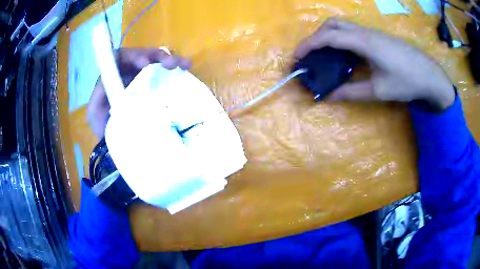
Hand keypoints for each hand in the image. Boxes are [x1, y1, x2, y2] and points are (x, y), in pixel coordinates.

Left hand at [87, 48, 190, 137]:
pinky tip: (186, 71)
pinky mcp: (155, 90)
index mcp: (115, 75)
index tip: (145, 64)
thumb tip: (112, 77)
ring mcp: (143, 81)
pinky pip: (165, 76)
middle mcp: (129, 74)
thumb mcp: (95, 112)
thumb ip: (99, 93)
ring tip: (184, 65)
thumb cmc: (104, 128)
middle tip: (171, 64)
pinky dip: (176, 72)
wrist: (115, 144)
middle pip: (144, 56)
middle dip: (158, 56)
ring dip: (171, 60)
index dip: (135, 55)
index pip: (125, 57)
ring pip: (157, 63)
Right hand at [294, 18, 454, 109]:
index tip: (297, 57)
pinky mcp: (377, 37)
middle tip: (311, 54)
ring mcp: (372, 33)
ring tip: (325, 55)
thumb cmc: (407, 82)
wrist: (429, 75)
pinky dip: (341, 40)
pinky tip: (345, 55)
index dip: (309, 45)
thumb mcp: (379, 91)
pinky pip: (353, 32)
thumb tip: (329, 97)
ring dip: (329, 36)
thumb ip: (352, 92)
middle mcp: (365, 32)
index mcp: (365, 43)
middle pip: (333, 24)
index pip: (329, 36)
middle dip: (316, 36)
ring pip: (343, 26)